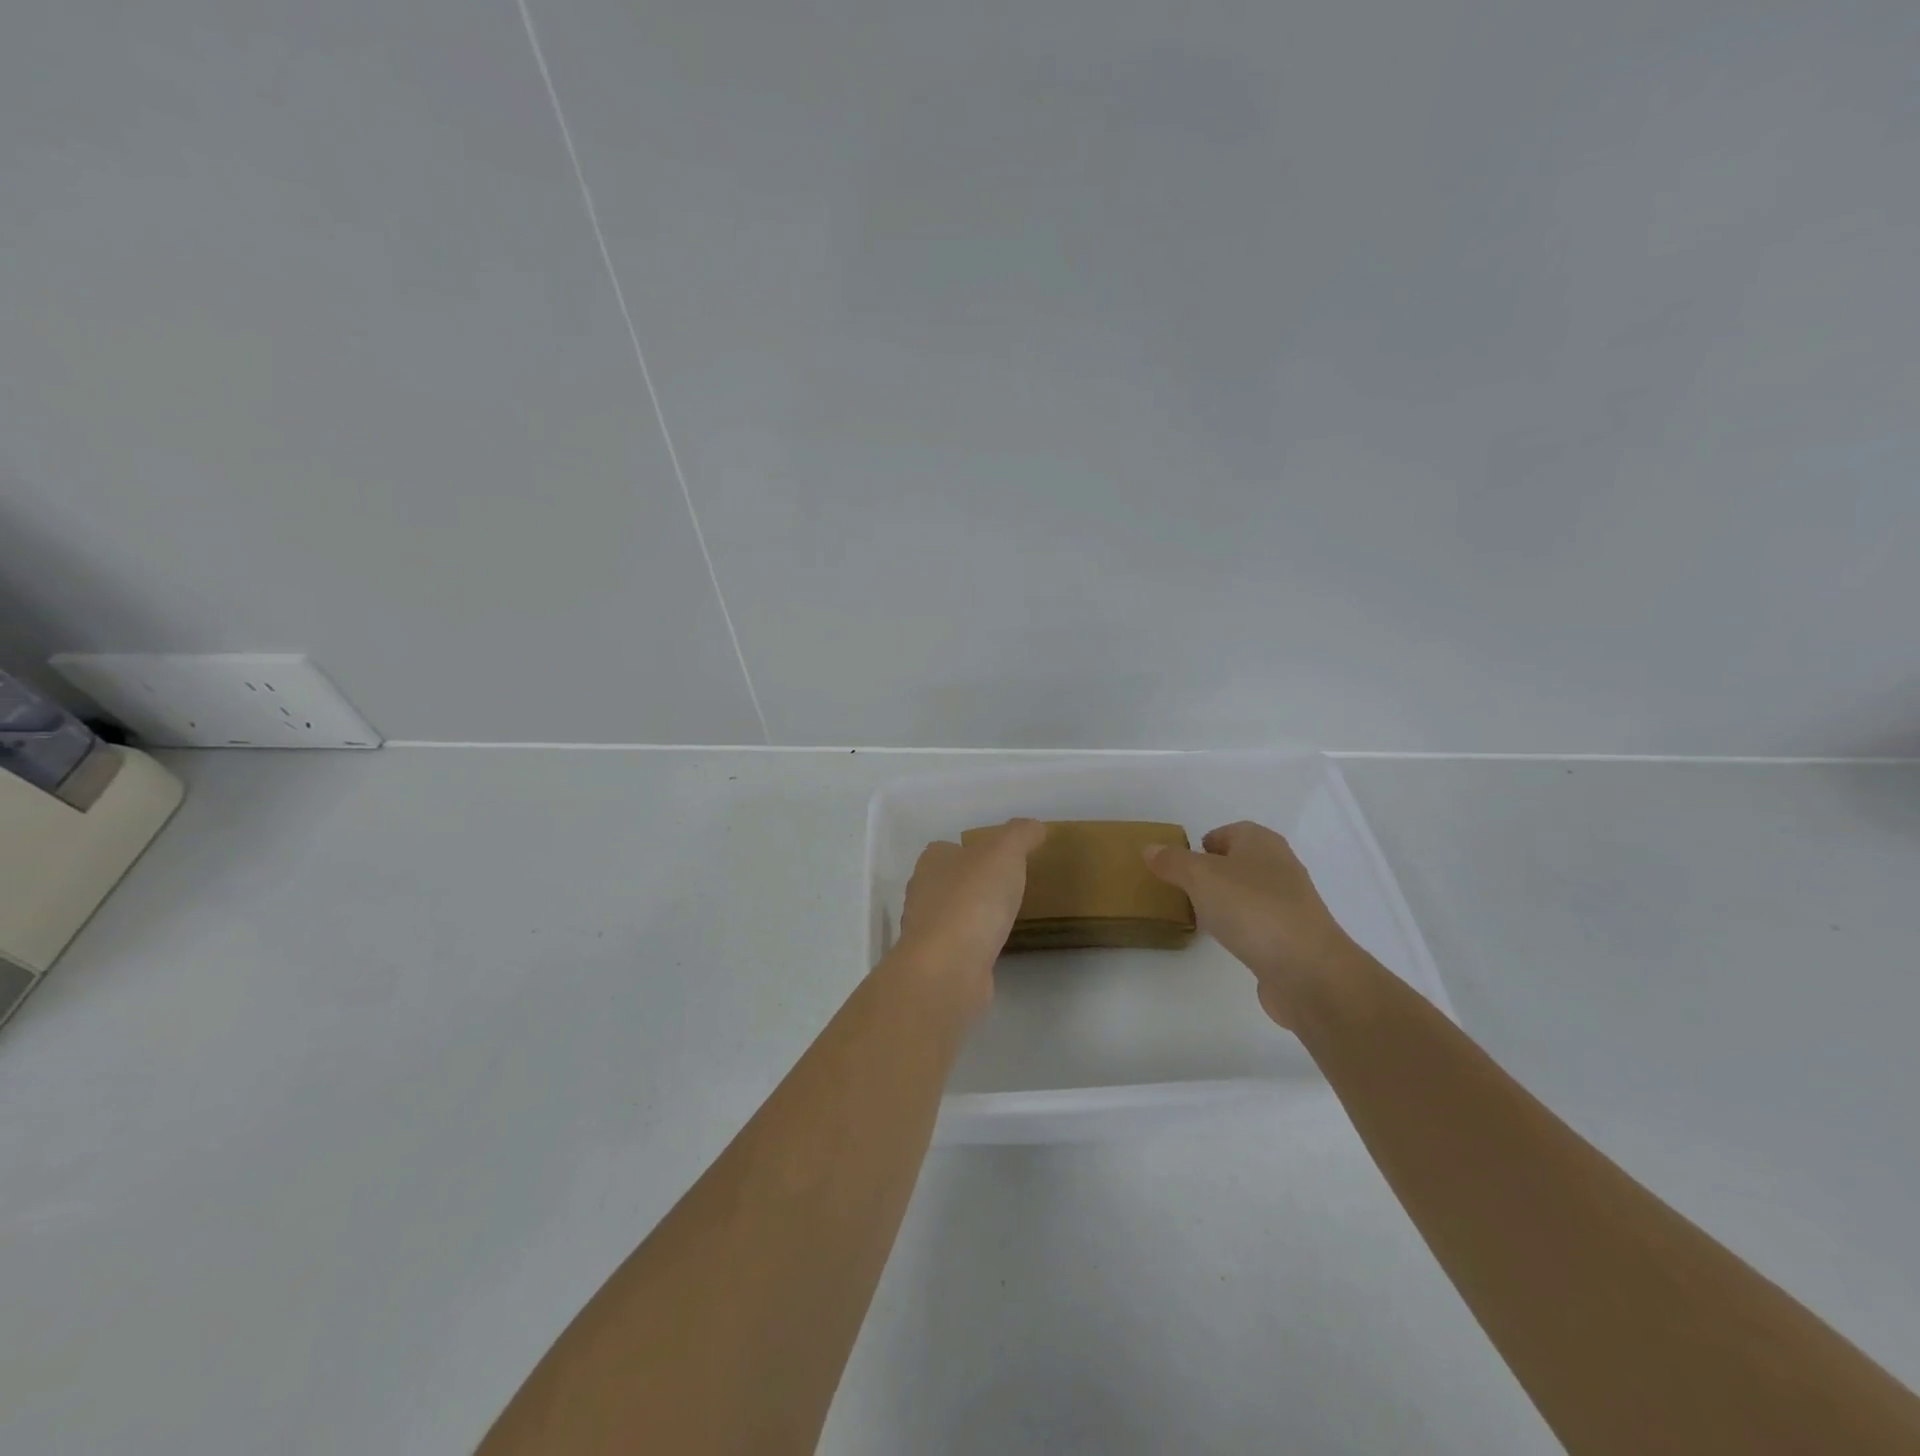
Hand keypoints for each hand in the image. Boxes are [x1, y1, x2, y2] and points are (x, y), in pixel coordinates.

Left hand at [895, 819, 1046, 1019]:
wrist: (949, 968)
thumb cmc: (973, 899)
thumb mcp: (1004, 852)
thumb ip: (1020, 834)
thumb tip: (1035, 827)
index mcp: (932, 862)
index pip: (947, 849)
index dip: (972, 851)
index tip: (1000, 859)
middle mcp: (923, 893)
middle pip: (949, 881)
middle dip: (973, 883)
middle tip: (1009, 887)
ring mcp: (927, 932)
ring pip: (953, 915)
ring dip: (974, 916)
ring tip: (1007, 917)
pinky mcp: (938, 964)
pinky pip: (961, 947)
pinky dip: (976, 945)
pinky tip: (996, 948)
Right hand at [1144, 821, 1365, 1028]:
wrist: (1307, 970)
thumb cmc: (1252, 909)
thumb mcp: (1200, 877)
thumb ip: (1173, 862)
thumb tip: (1151, 849)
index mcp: (1262, 843)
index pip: (1230, 831)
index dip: (1204, 843)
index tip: (1179, 864)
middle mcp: (1280, 867)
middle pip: (1239, 862)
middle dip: (1212, 874)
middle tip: (1183, 890)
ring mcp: (1290, 904)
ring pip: (1248, 894)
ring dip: (1226, 902)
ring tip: (1199, 916)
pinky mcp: (1293, 938)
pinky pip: (1258, 924)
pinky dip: (1240, 928)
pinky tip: (1225, 941)